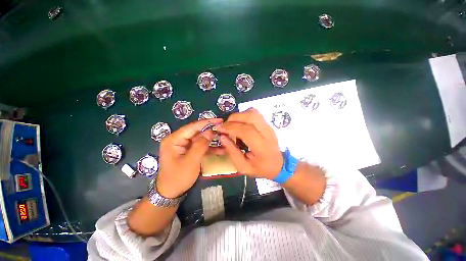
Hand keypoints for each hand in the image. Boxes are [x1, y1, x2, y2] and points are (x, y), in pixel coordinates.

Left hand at [156, 119, 222, 197]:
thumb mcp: (190, 161)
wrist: (170, 193)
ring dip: (212, 140)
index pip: (192, 127)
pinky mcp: (189, 151)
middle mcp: (178, 140)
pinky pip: (200, 147)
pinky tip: (220, 149)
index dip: (207, 122)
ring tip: (225, 139)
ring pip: (200, 139)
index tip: (220, 120)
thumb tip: (210, 131)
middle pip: (197, 132)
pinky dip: (210, 148)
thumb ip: (200, 145)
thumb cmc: (178, 177)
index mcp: (174, 139)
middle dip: (211, 131)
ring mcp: (184, 146)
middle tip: (224, 129)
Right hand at [215, 108, 282, 179]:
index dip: (231, 128)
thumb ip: (232, 152)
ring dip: (239, 116)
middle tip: (224, 126)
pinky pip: (255, 114)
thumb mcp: (244, 167)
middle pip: (251, 117)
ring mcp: (269, 127)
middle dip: (233, 119)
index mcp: (262, 147)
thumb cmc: (260, 168)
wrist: (279, 165)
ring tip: (232, 124)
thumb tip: (222, 137)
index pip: (247, 131)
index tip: (220, 129)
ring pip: (253, 112)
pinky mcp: (268, 124)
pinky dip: (244, 115)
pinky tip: (240, 123)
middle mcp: (267, 133)